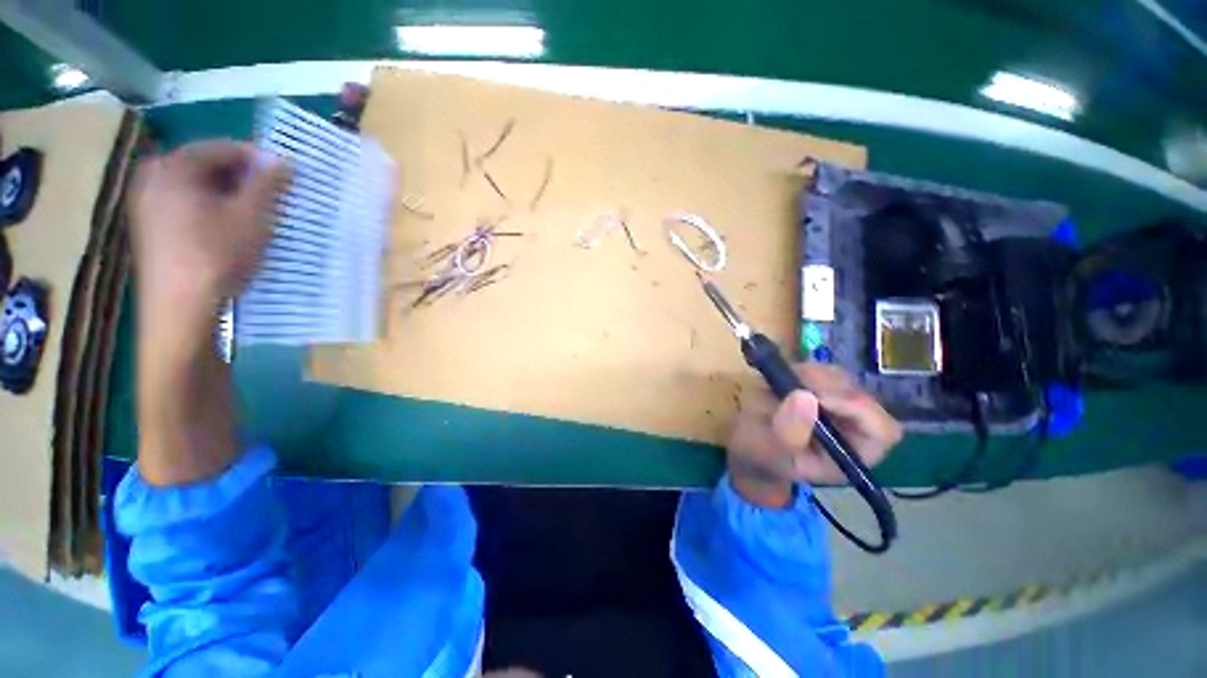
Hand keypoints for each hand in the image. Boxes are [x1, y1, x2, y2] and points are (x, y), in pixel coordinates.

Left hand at [129, 141, 289, 486]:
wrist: (182, 313)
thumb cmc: (217, 258)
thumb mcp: (252, 217)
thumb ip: (270, 184)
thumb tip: (287, 160)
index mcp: (171, 168)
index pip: (223, 147)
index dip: (260, 158)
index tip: (290, 176)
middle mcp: (154, 180)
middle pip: (211, 167)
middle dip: (248, 180)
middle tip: (279, 199)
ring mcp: (151, 207)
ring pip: (203, 190)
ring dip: (236, 198)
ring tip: (264, 218)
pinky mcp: (156, 231)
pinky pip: (193, 208)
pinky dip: (219, 213)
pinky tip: (239, 233)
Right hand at [727, 364, 901, 507]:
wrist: (749, 447)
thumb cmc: (762, 457)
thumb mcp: (770, 452)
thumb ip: (788, 432)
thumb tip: (805, 396)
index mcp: (853, 455)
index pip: (883, 431)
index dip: (856, 410)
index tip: (816, 397)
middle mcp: (855, 429)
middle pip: (863, 398)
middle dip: (827, 387)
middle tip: (790, 384)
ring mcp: (840, 406)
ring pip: (842, 380)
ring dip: (811, 376)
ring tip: (779, 385)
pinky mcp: (823, 390)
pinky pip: (823, 371)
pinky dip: (801, 371)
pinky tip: (780, 381)